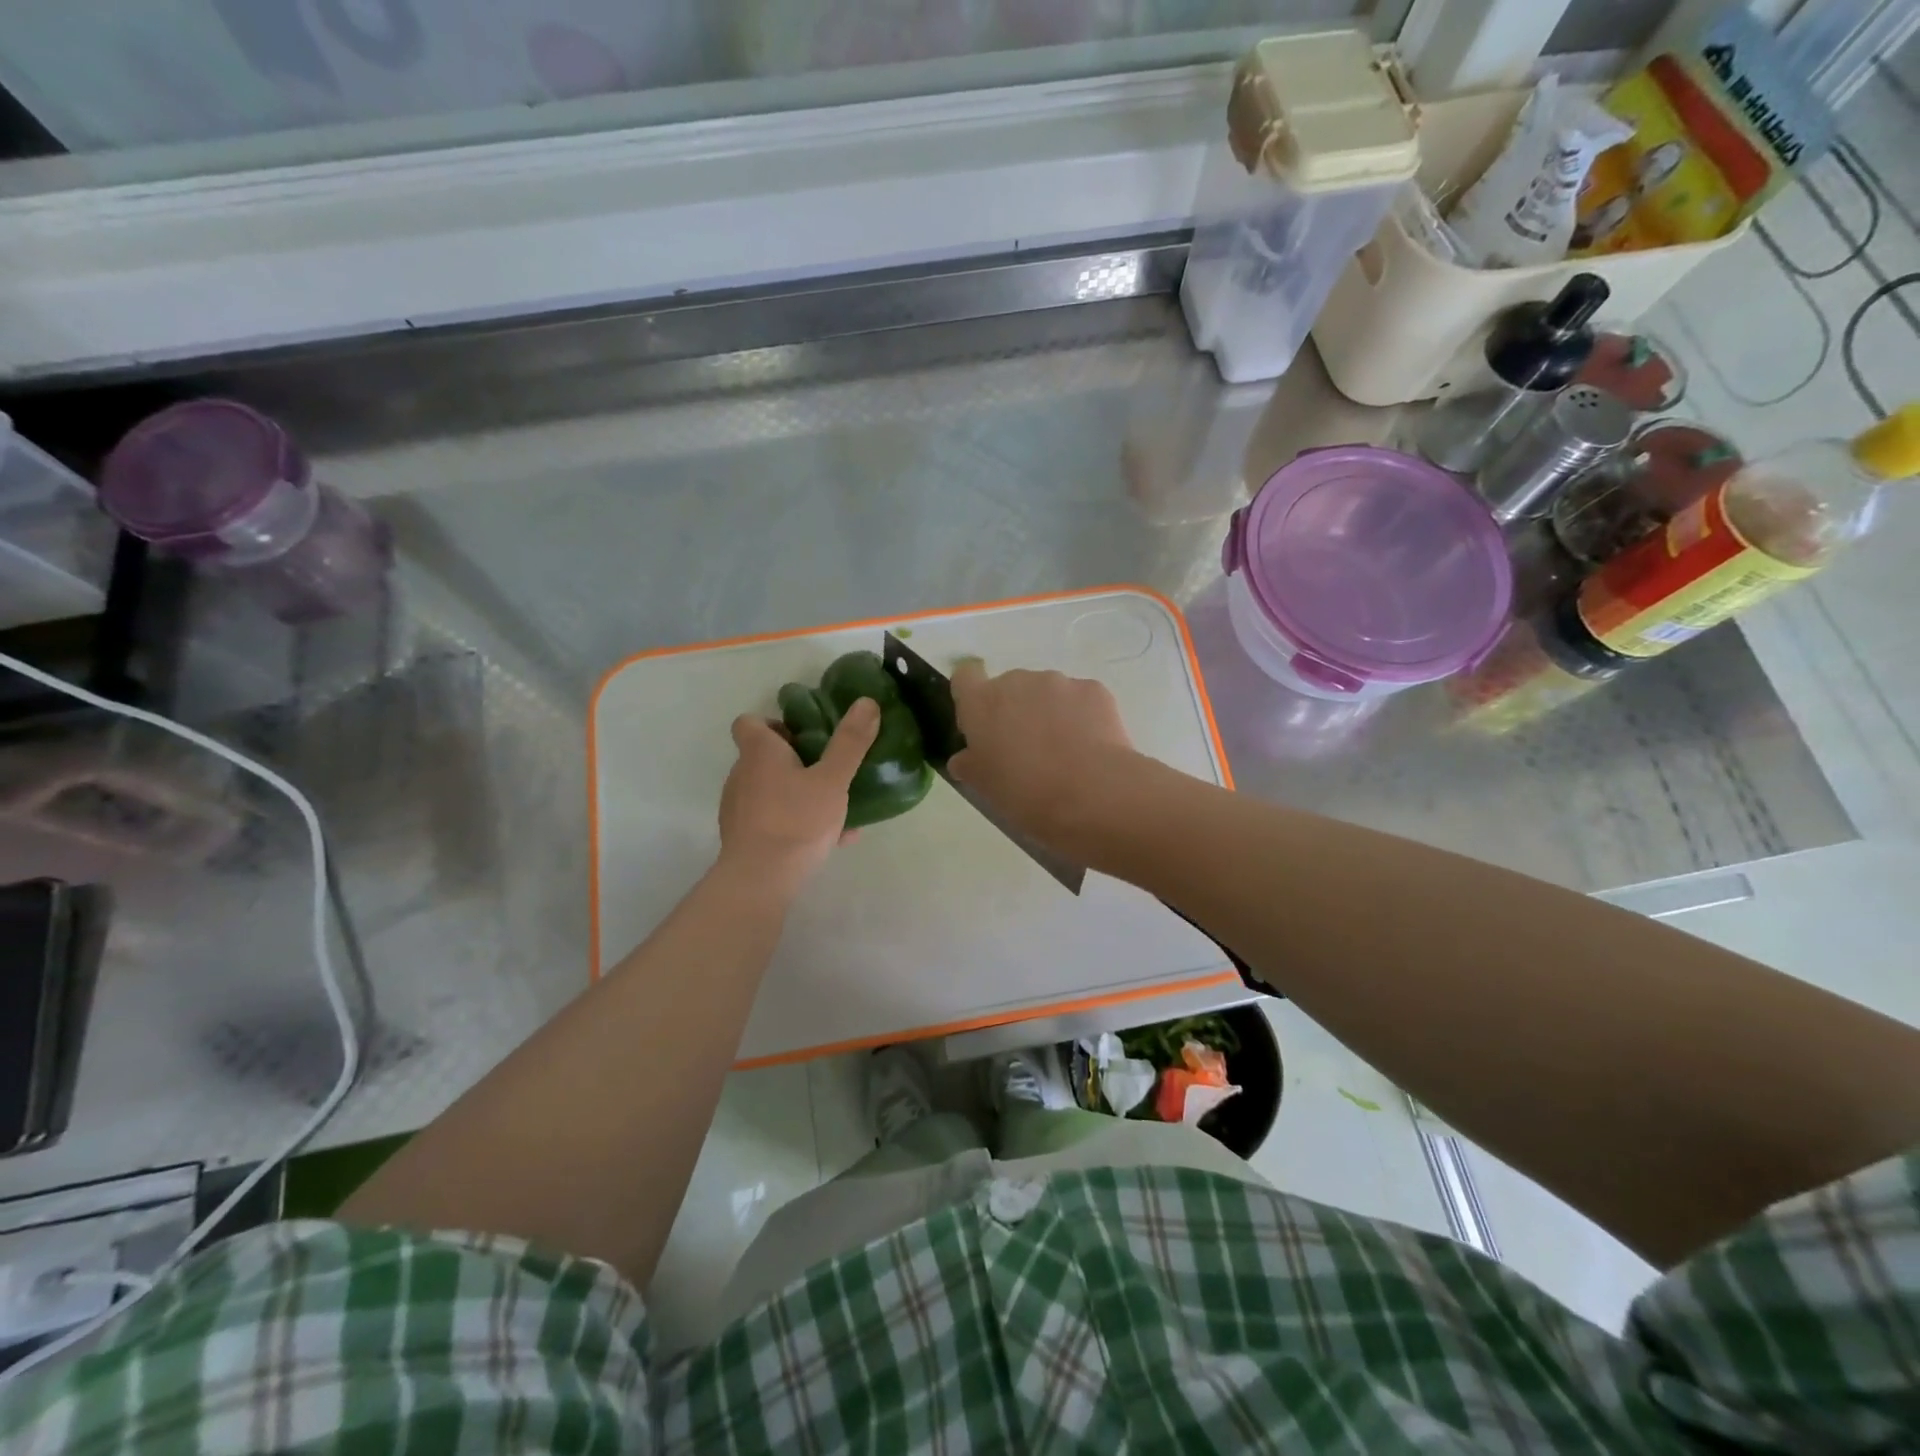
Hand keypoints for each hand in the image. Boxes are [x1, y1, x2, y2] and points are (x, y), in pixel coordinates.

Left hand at [719, 699, 879, 890]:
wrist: (761, 879)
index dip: (772, 724)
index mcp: (759, 753)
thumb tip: (867, 702)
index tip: (802, 736)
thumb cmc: (797, 820)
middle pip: (763, 757)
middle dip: (794, 760)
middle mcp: (742, 775)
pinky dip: (797, 822)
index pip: (748, 723)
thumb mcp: (833, 780)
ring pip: (771, 790)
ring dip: (798, 793)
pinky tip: (833, 839)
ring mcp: (739, 808)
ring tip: (835, 808)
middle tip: (827, 769)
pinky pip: (773, 819)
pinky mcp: (743, 837)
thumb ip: (850, 742)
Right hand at [947, 663, 1139, 847]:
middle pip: (1010, 687)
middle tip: (1027, 751)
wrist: (1091, 794)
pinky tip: (1089, 748)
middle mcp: (1017, 681)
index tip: (982, 724)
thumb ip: (969, 764)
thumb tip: (965, 758)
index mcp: (981, 702)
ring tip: (1065, 752)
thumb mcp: (984, 787)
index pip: (965, 677)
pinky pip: (1080, 699)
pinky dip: (1082, 717)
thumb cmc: (1025, 793)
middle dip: (1016, 711)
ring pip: (1047, 693)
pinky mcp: (1094, 689)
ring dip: (1050, 713)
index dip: (972, 697)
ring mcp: (1058, 682)